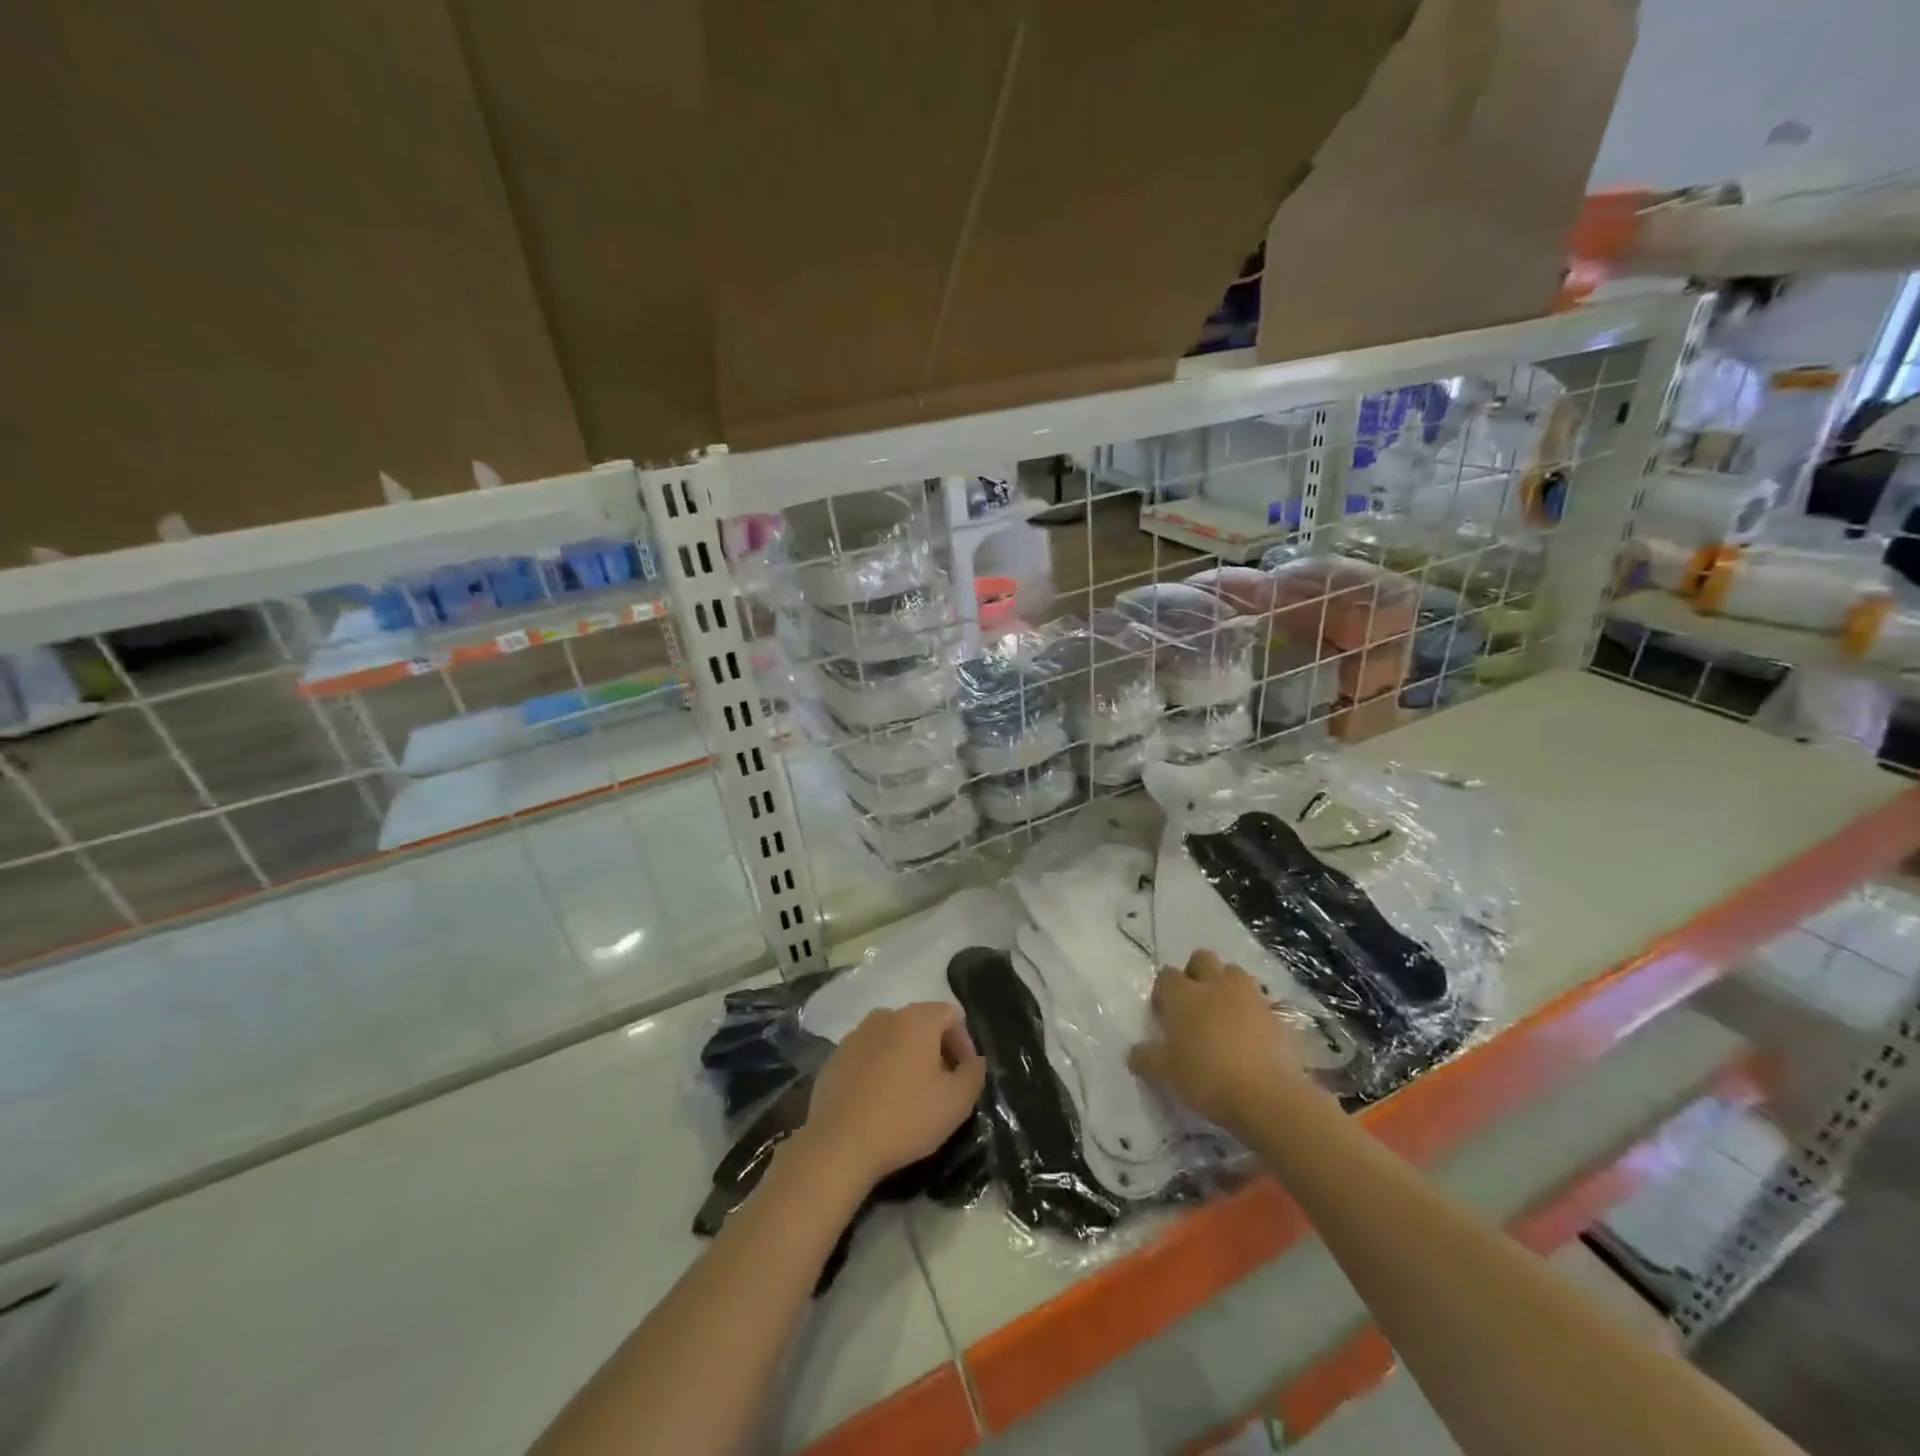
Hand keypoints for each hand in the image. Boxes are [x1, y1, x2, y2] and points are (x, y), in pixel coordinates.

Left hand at [796, 1003, 985, 1193]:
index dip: (964, 1043)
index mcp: (915, 1019)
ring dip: (906, 1059)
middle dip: (936, 1050)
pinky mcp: (834, 1059)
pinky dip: (879, 1070)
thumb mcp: (956, 1102)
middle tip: (941, 1087)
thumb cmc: (905, 1118)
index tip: (964, 1076)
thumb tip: (973, 1061)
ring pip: (892, 1039)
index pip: (951, 1015)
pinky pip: (867, 1056)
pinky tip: (879, 1103)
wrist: (839, 1145)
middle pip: (920, 1024)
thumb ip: (973, 1073)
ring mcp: (855, 1036)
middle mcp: (884, 1016)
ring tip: (910, 1096)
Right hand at [1129, 949, 1310, 1131]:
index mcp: (1183, 994)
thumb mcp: (1166, 1073)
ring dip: (1227, 986)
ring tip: (1225, 1014)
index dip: (1164, 991)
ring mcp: (1249, 996)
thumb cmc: (1206, 1077)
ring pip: (1234, 973)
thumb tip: (1136, 1052)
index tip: (1164, 1014)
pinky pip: (1259, 1001)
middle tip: (1194, 1003)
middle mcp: (1214, 985)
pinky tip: (1250, 1035)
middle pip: (1202, 958)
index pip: (1167, 975)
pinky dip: (1253, 1011)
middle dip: (1196, 973)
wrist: (1266, 1095)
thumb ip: (1147, 1058)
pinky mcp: (1276, 1014)